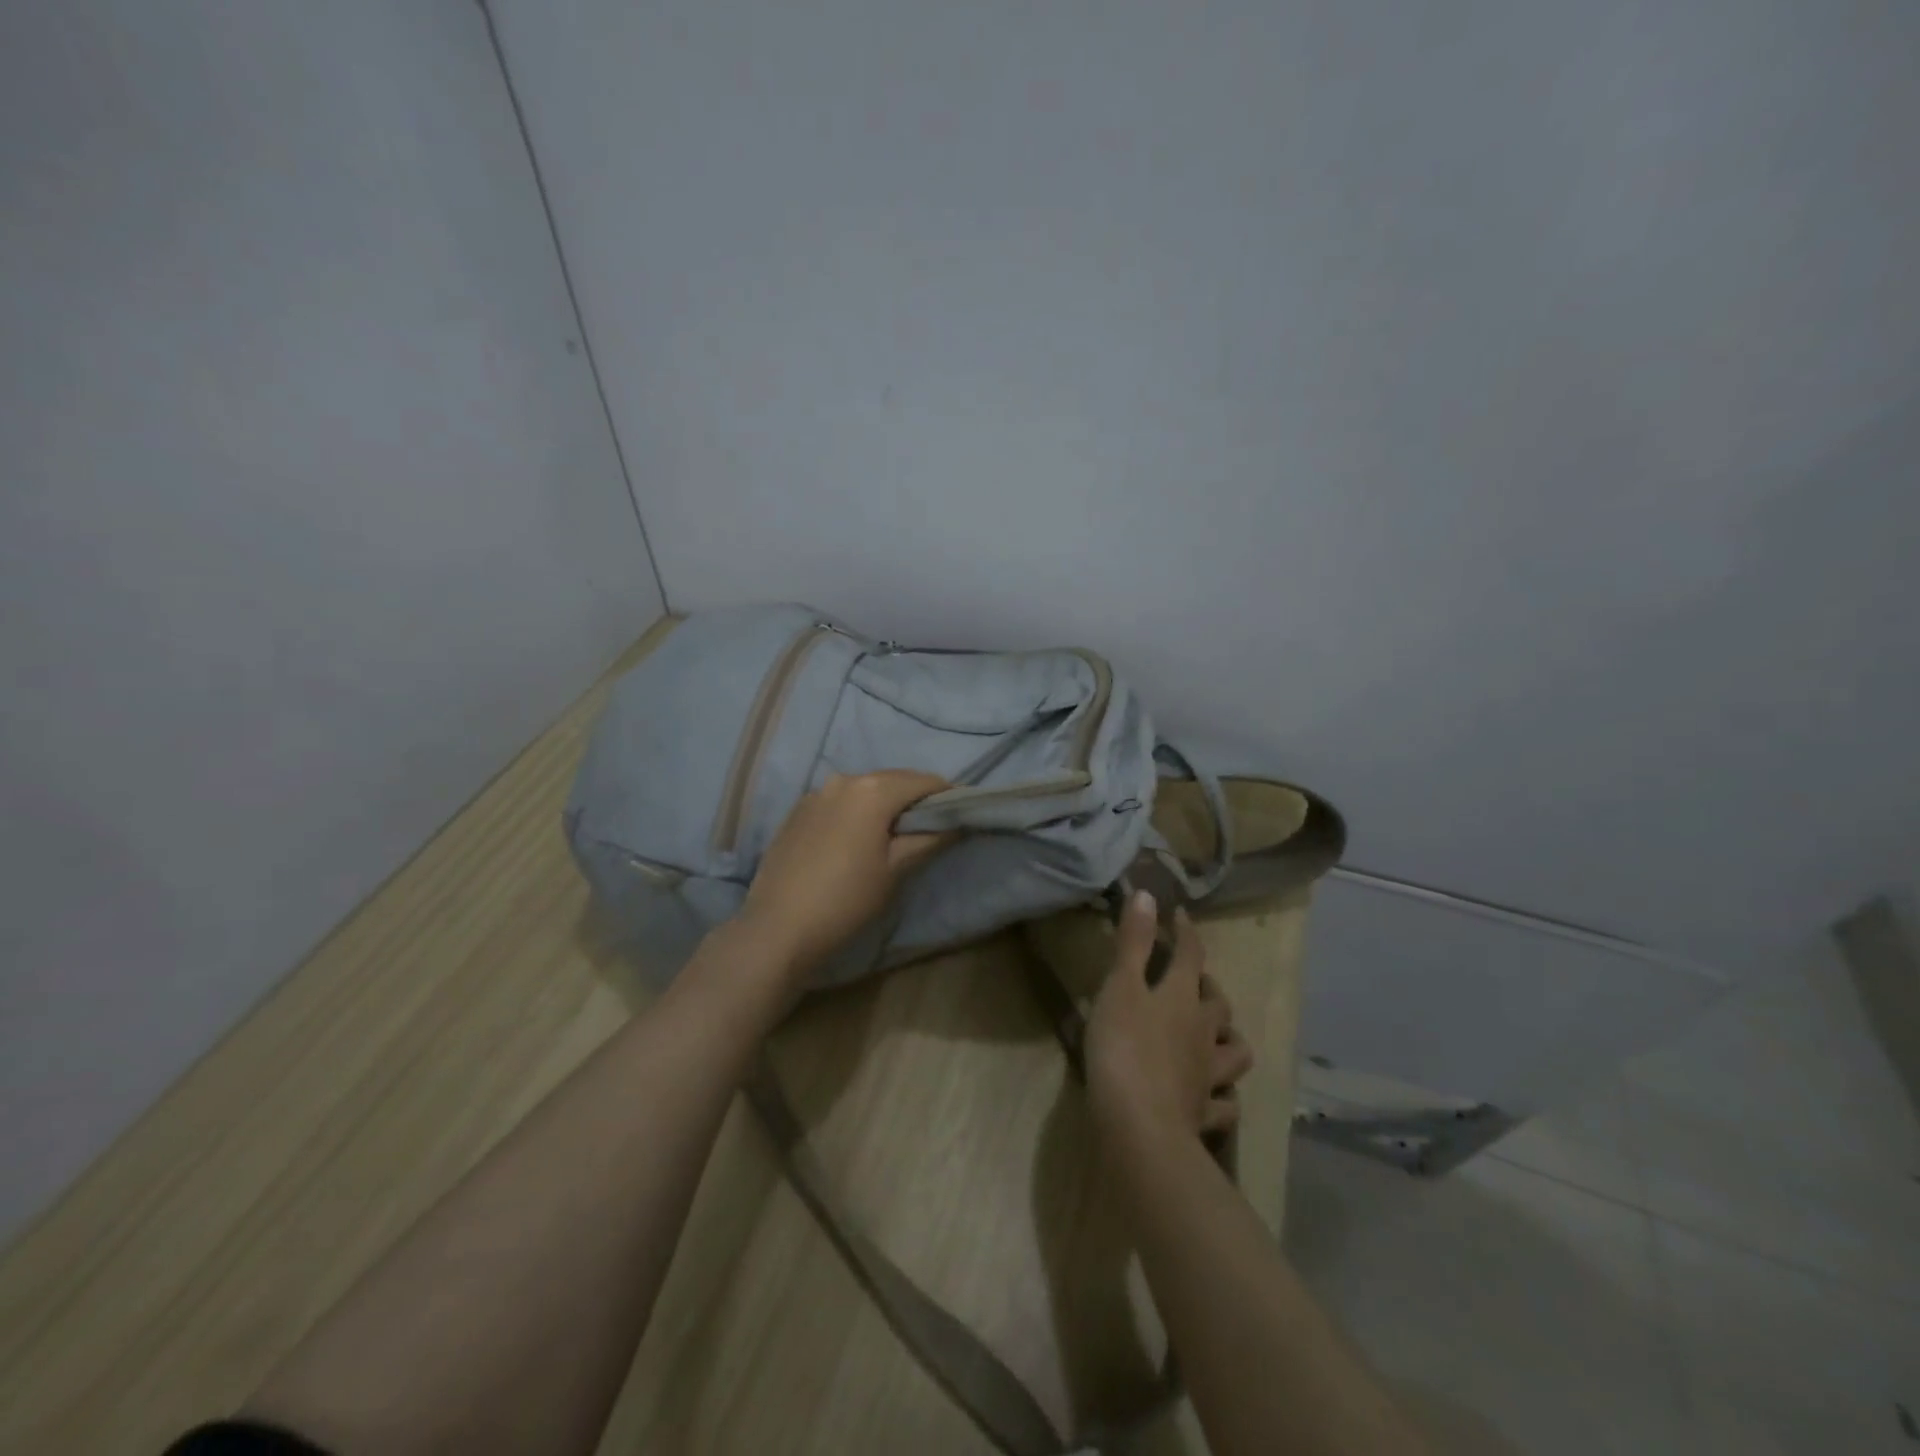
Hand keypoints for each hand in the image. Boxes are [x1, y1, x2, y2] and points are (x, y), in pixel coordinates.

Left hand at [739, 770, 953, 981]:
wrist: (778, 927)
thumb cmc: (846, 899)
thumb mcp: (896, 870)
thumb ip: (929, 838)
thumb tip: (955, 822)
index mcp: (872, 790)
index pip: (924, 781)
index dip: (947, 795)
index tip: (961, 813)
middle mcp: (843, 779)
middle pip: (893, 780)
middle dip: (916, 797)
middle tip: (933, 824)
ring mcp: (816, 793)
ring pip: (865, 789)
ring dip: (886, 803)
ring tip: (896, 833)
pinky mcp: (798, 811)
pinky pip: (840, 801)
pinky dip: (858, 811)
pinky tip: (859, 839)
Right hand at [1084, 892, 1252, 1149]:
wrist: (1139, 1126)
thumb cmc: (1124, 1047)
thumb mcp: (1120, 986)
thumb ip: (1134, 941)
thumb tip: (1148, 894)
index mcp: (1182, 998)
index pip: (1192, 955)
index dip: (1186, 933)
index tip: (1180, 916)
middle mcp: (1203, 1033)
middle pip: (1218, 1005)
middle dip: (1210, 987)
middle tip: (1196, 980)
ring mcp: (1207, 1076)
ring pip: (1234, 1053)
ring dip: (1228, 1039)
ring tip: (1216, 1035)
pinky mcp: (1202, 1114)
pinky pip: (1224, 1104)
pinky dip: (1223, 1096)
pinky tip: (1215, 1094)